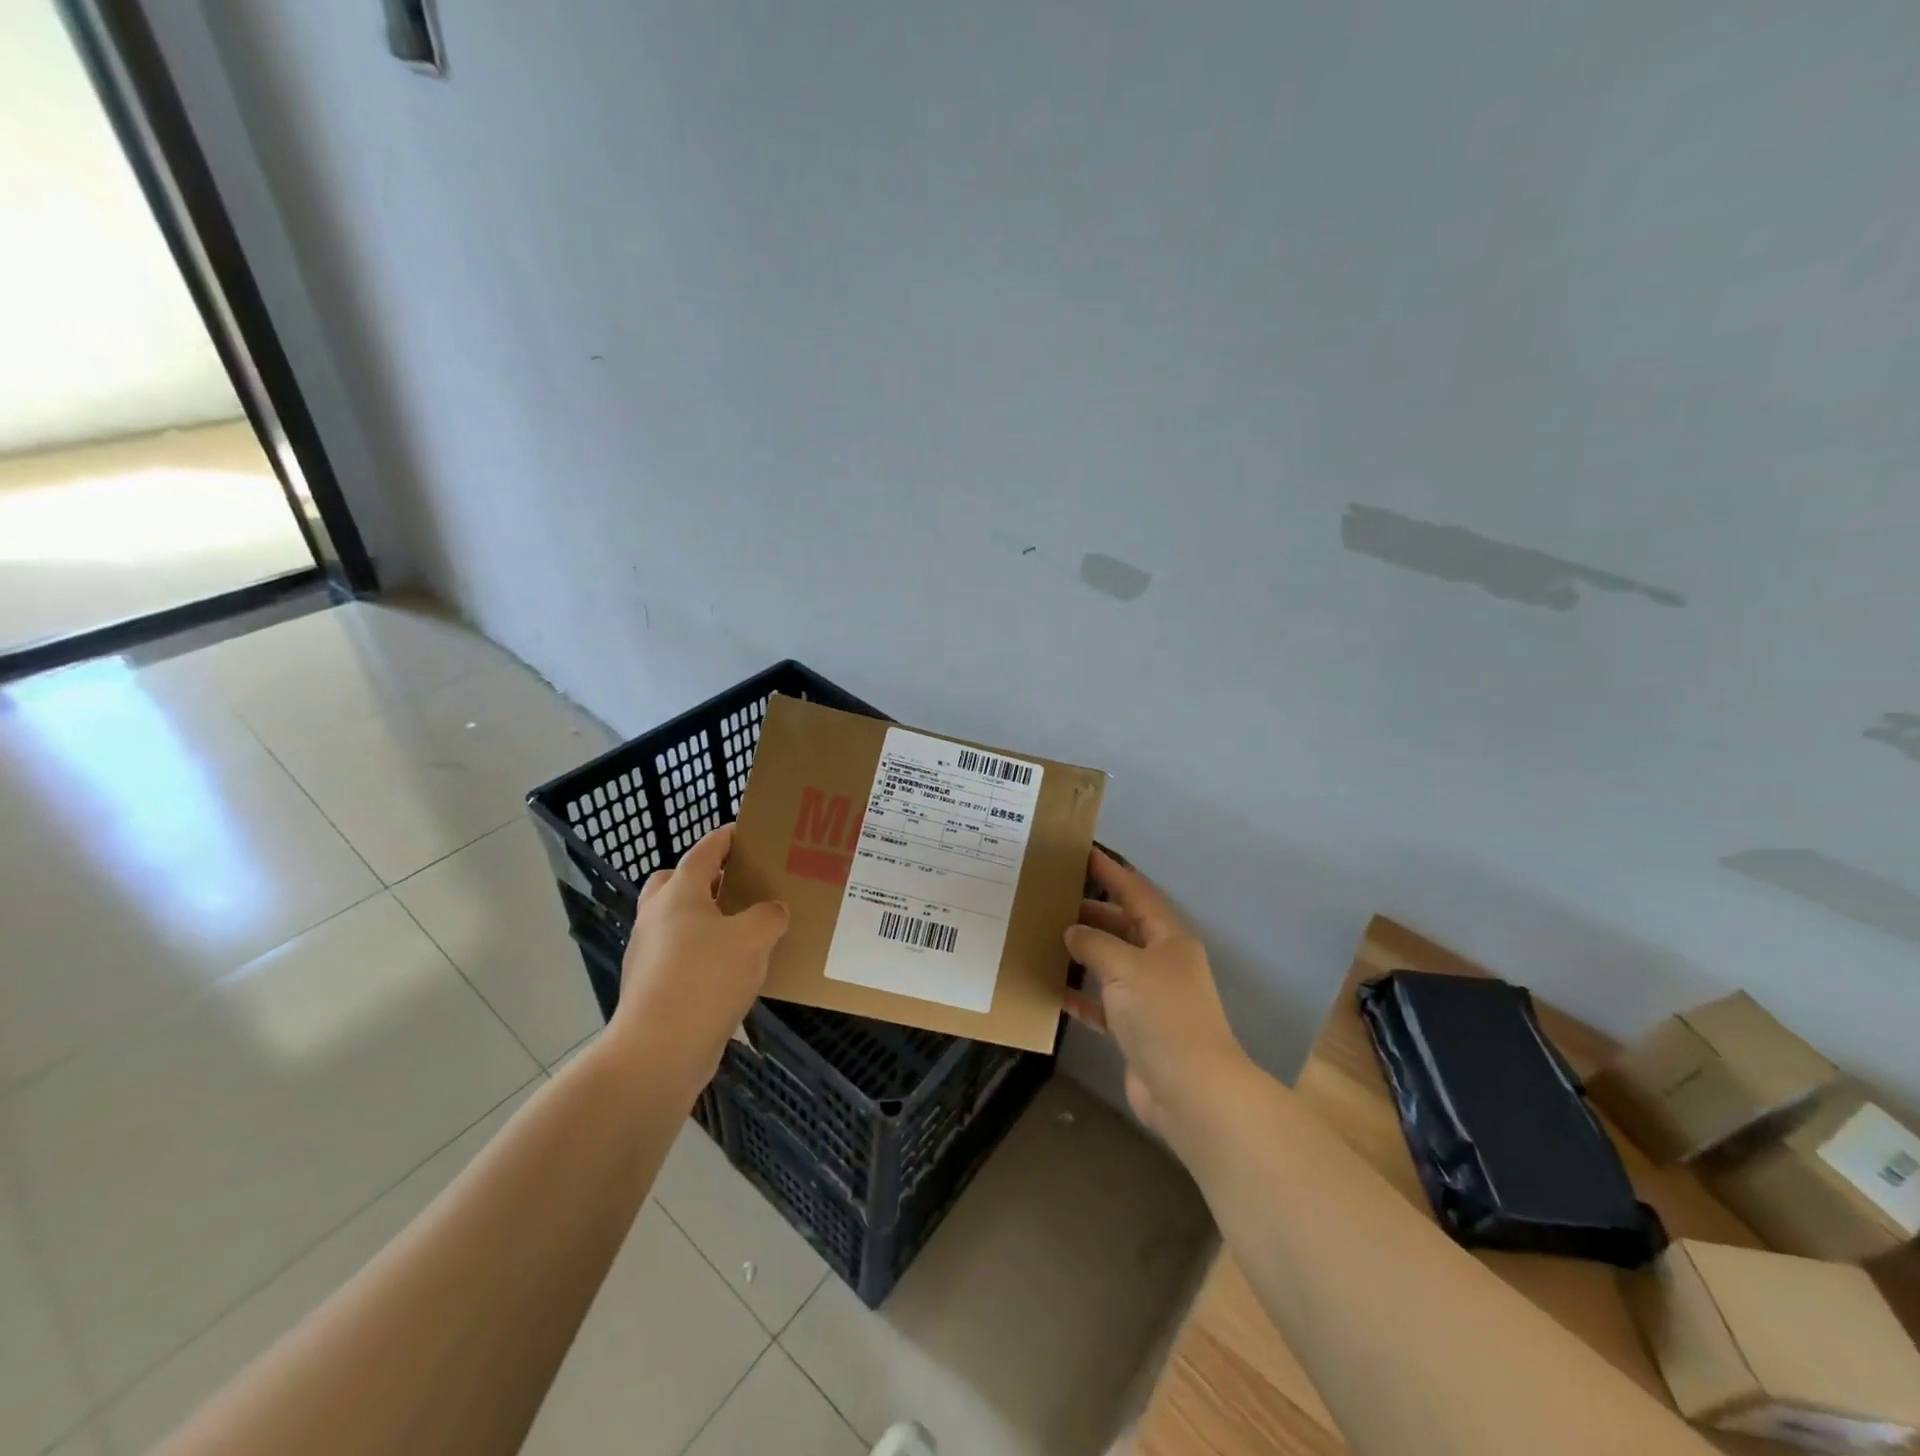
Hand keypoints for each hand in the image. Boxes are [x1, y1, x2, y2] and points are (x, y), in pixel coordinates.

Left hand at [610, 825, 788, 1087]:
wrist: (658, 1051)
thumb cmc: (706, 978)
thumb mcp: (754, 939)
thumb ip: (769, 915)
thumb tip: (772, 911)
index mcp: (679, 894)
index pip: (704, 852)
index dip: (725, 838)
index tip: (745, 832)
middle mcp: (656, 918)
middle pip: (674, 883)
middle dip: (702, 879)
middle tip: (736, 885)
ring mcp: (648, 955)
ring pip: (675, 922)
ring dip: (703, 920)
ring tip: (743, 931)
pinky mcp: (651, 988)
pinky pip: (678, 957)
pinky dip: (701, 955)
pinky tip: (731, 973)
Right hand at [1063, 850, 1248, 1138]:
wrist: (1191, 1090)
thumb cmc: (1162, 1014)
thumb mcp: (1125, 967)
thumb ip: (1094, 943)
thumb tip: (1072, 932)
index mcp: (1168, 937)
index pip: (1136, 892)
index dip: (1111, 872)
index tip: (1083, 852)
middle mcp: (1161, 961)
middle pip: (1122, 926)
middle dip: (1090, 912)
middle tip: (1051, 898)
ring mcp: (1150, 996)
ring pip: (1111, 963)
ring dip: (1083, 952)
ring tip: (1046, 937)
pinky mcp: (1136, 1028)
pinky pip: (1103, 1002)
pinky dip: (1082, 995)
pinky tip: (1054, 990)